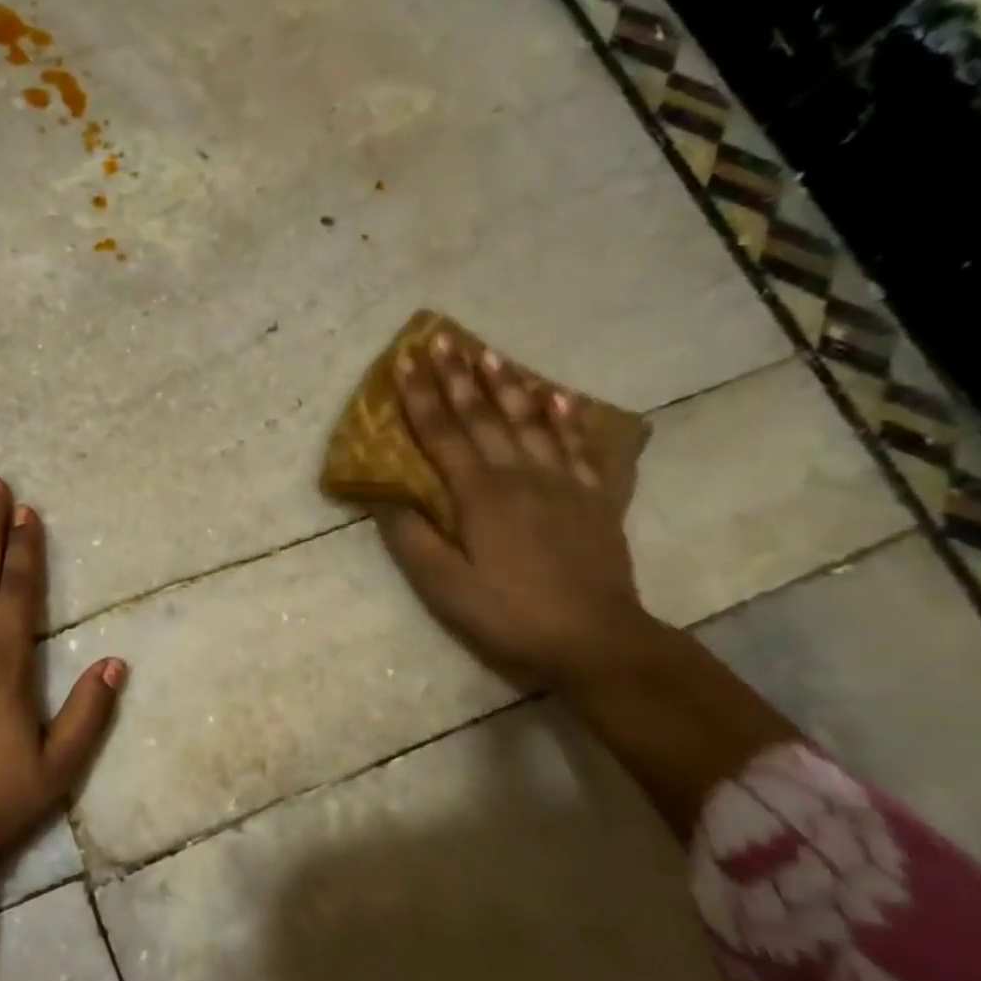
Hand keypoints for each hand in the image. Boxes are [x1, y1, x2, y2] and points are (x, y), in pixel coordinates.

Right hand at [372, 333, 657, 690]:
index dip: (420, 396)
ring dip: (507, 385)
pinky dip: (567, 418)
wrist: (596, 641)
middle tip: (442, 338)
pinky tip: (558, 396)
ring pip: (530, 422)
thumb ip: (412, 537)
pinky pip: (579, 447)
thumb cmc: (508, 614)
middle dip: (458, 376)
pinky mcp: (593, 499)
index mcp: (480, 496)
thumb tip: (384, 496)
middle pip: (484, 416)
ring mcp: (562, 484)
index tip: (404, 360)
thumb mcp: (443, 586)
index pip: (443, 433)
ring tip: (490, 352)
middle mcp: (520, 476)